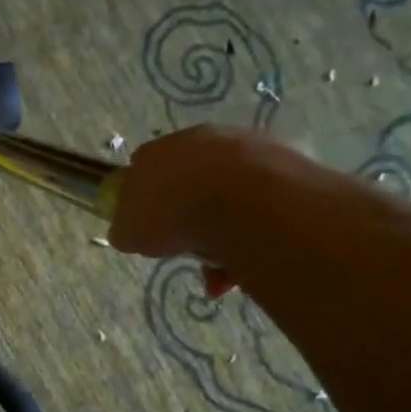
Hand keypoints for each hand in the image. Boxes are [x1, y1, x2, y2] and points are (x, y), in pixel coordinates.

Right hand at [109, 126, 315, 296]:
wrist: (245, 204)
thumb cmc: (173, 213)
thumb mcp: (129, 231)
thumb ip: (126, 228)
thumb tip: (130, 230)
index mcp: (159, 149)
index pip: (144, 166)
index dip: (143, 196)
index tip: (147, 224)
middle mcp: (203, 140)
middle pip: (189, 180)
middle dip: (186, 216)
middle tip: (185, 249)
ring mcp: (246, 149)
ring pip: (227, 196)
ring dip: (221, 232)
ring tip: (220, 271)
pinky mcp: (285, 166)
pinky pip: (258, 206)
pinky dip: (251, 234)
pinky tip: (245, 264)